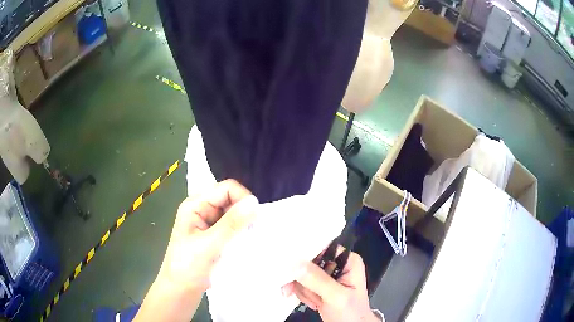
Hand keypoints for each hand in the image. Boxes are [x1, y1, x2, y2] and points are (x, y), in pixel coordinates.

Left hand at [158, 179, 257, 291]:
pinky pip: (233, 228)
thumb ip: (231, 224)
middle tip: (255, 232)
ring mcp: (208, 224)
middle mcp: (202, 210)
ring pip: (234, 215)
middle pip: (231, 200)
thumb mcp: (209, 245)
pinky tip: (247, 244)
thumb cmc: (187, 267)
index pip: (226, 189)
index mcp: (195, 205)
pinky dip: (241, 234)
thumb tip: (255, 202)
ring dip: (244, 225)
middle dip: (245, 213)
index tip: (256, 218)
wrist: (180, 291)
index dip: (243, 198)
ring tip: (253, 239)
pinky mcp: (214, 236)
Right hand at [282, 246, 379, 321]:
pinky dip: (302, 294)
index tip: (293, 268)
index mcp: (347, 260)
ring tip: (316, 302)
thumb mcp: (337, 297)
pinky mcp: (318, 286)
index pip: (323, 247)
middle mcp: (336, 264)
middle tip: (303, 292)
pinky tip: (313, 304)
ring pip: (301, 274)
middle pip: (308, 261)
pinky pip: (300, 283)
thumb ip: (318, 281)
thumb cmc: (351, 312)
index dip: (306, 255)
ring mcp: (326, 276)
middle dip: (304, 280)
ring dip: (304, 290)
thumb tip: (295, 264)